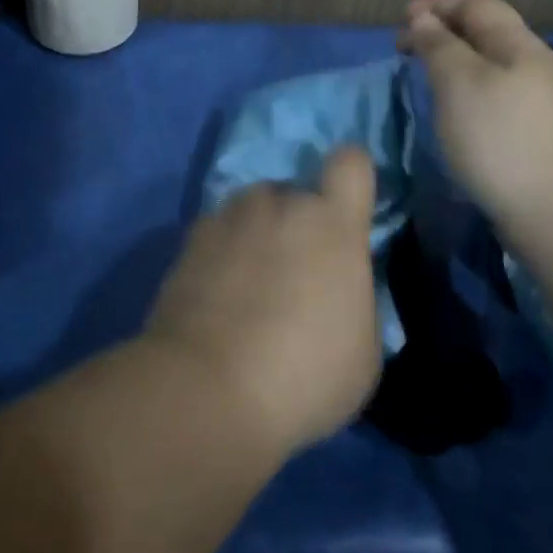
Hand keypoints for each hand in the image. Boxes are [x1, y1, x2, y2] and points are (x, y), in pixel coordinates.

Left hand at [142, 148, 380, 455]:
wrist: (208, 389)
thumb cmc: (304, 375)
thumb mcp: (363, 350)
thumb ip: (355, 297)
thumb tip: (339, 286)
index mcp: (332, 223)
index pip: (351, 163)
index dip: (353, 176)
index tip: (348, 207)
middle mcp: (280, 203)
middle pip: (296, 193)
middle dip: (299, 223)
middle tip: (294, 273)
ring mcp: (229, 216)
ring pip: (254, 211)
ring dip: (258, 234)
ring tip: (249, 286)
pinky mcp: (190, 238)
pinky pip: (219, 233)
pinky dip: (222, 254)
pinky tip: (217, 297)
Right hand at [398, 0, 552, 238]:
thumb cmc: (499, 140)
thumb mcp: (458, 83)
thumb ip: (439, 45)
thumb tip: (424, 20)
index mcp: (520, 46)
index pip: (478, 4)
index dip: (437, 4)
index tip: (400, 21)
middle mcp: (539, 65)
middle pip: (489, 32)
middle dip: (445, 32)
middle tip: (407, 51)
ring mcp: (546, 102)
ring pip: (495, 65)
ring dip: (458, 62)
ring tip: (427, 79)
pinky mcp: (544, 134)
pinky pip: (501, 94)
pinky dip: (471, 90)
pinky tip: (459, 113)